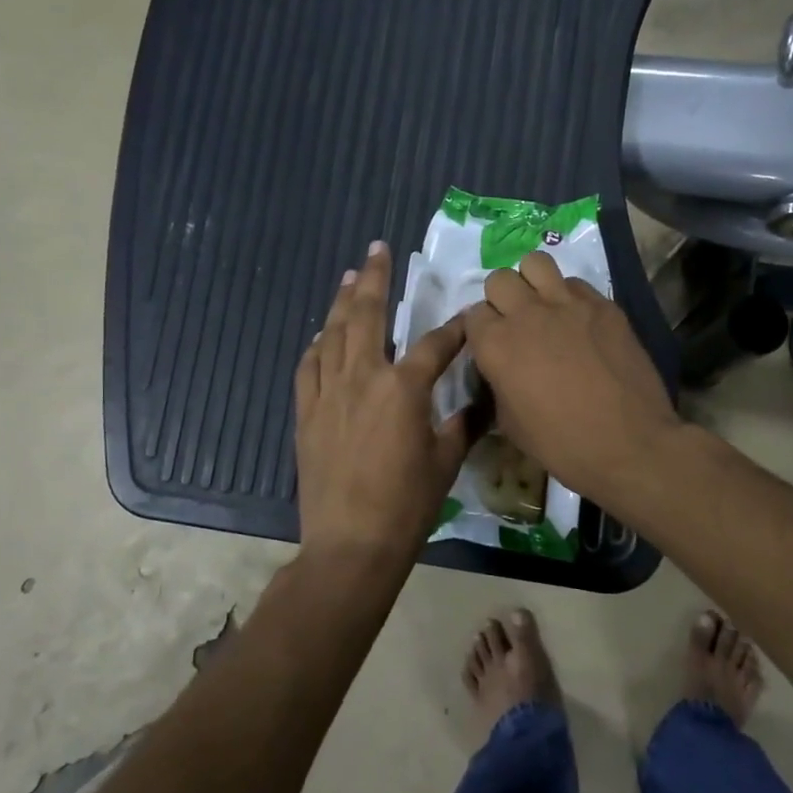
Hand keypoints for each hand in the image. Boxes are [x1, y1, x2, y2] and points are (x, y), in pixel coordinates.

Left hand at [294, 243, 470, 569]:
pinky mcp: (307, 412)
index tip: (468, 317)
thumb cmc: (407, 505)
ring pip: (334, 334)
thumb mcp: (447, 461)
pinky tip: (322, 335)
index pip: (436, 344)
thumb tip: (485, 401)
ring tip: (350, 276)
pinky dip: (316, 346)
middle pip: (368, 315)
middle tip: (378, 249)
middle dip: (376, 278)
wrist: (350, 543)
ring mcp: (329, 393)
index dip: (456, 329)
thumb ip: (464, 423)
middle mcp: (363, 377)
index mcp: (404, 387)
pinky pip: (309, 367)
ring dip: (343, 302)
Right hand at [463, 251, 684, 507]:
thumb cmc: (562, 444)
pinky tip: (578, 320)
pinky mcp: (603, 305)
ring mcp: (568, 304)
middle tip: (516, 323)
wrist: (629, 444)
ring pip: (536, 263)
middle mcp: (527, 314)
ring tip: (542, 306)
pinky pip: (575, 283)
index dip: (481, 331)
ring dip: (532, 282)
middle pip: (499, 280)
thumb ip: (497, 384)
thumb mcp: (510, 424)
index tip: (492, 346)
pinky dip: (569, 296)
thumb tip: (500, 369)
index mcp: (496, 345)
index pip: (473, 315)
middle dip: (501, 299)